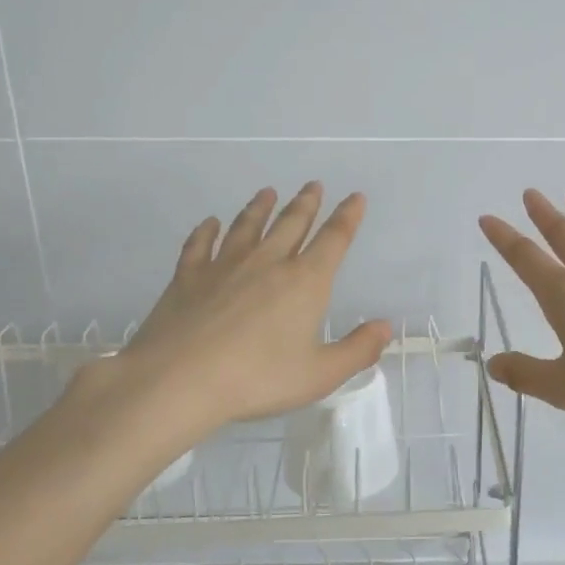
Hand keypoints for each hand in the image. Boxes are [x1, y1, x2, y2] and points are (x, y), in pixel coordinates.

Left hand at [66, 183, 392, 437]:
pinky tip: (209, 223)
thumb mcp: (319, 375)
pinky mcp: (188, 277)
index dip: (347, 217)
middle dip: (306, 204)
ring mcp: (224, 266)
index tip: (355, 197)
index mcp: (304, 282)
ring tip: (268, 193)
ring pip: (247, 227)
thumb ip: (357, 350)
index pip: (333, 240)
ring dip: (260, 208)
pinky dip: (206, 231)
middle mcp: (267, 263)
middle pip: (291, 224)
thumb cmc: (258, 379)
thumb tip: (385, 327)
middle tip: (313, 185)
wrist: (179, 379)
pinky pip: (200, 245)